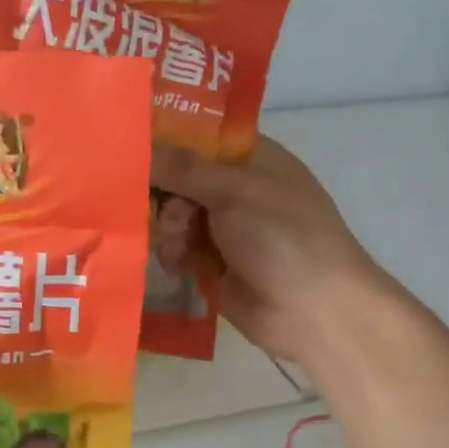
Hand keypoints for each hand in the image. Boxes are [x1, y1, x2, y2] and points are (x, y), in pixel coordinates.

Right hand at [151, 137, 403, 367]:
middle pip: (178, 177)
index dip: (166, 139)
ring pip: (172, 214)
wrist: (314, 312)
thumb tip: (139, 145)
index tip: (133, 149)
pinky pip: (176, 247)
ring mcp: (224, 227)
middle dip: (165, 195)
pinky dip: (172, 253)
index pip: (198, 135)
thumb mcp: (234, 192)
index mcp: (251, 158)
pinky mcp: (212, 263)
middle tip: (171, 212)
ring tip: (180, 247)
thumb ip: (183, 168)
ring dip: (169, 229)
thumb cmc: (283, 237)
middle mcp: (235, 187)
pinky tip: (179, 265)